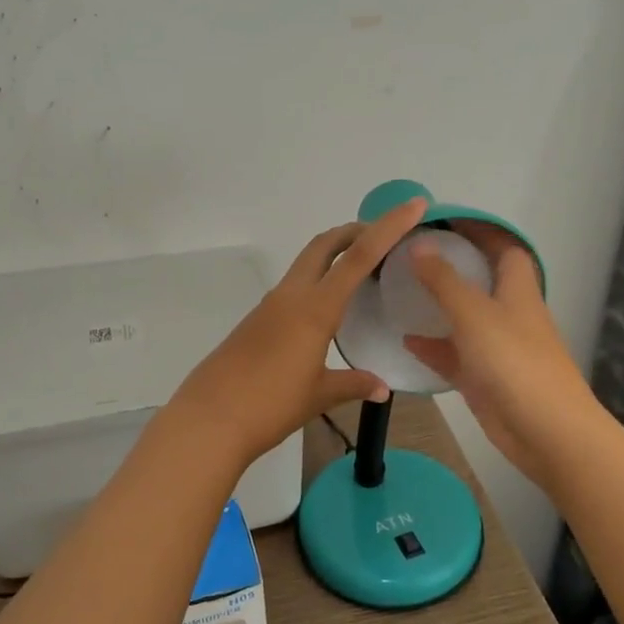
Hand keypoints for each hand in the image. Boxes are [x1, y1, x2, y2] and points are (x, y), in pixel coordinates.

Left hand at [170, 196, 429, 468]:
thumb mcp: (319, 395)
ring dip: (334, 255)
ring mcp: (270, 306)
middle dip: (356, 231)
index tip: (414, 205)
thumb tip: (382, 387)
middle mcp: (292, 296)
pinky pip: (293, 287)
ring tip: (362, 271)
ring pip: (307, 263)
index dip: (389, 227)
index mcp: (315, 308)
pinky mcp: (256, 320)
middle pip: (325, 245)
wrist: (209, 419)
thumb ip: (353, 384)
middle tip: (384, 236)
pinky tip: (327, 308)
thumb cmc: (270, 406)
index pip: (359, 256)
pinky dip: (317, 281)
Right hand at [400, 224, 597, 483]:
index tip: (444, 219)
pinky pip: (454, 354)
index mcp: (517, 290)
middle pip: (482, 280)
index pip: (503, 247)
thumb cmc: (514, 362)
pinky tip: (406, 340)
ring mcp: (497, 347)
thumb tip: (418, 244)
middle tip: (412, 254)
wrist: (546, 431)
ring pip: (465, 318)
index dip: (479, 230)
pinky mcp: (484, 378)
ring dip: (439, 306)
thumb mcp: (473, 313)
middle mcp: (509, 313)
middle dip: (453, 265)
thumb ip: (443, 280)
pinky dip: (433, 346)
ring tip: (401, 292)